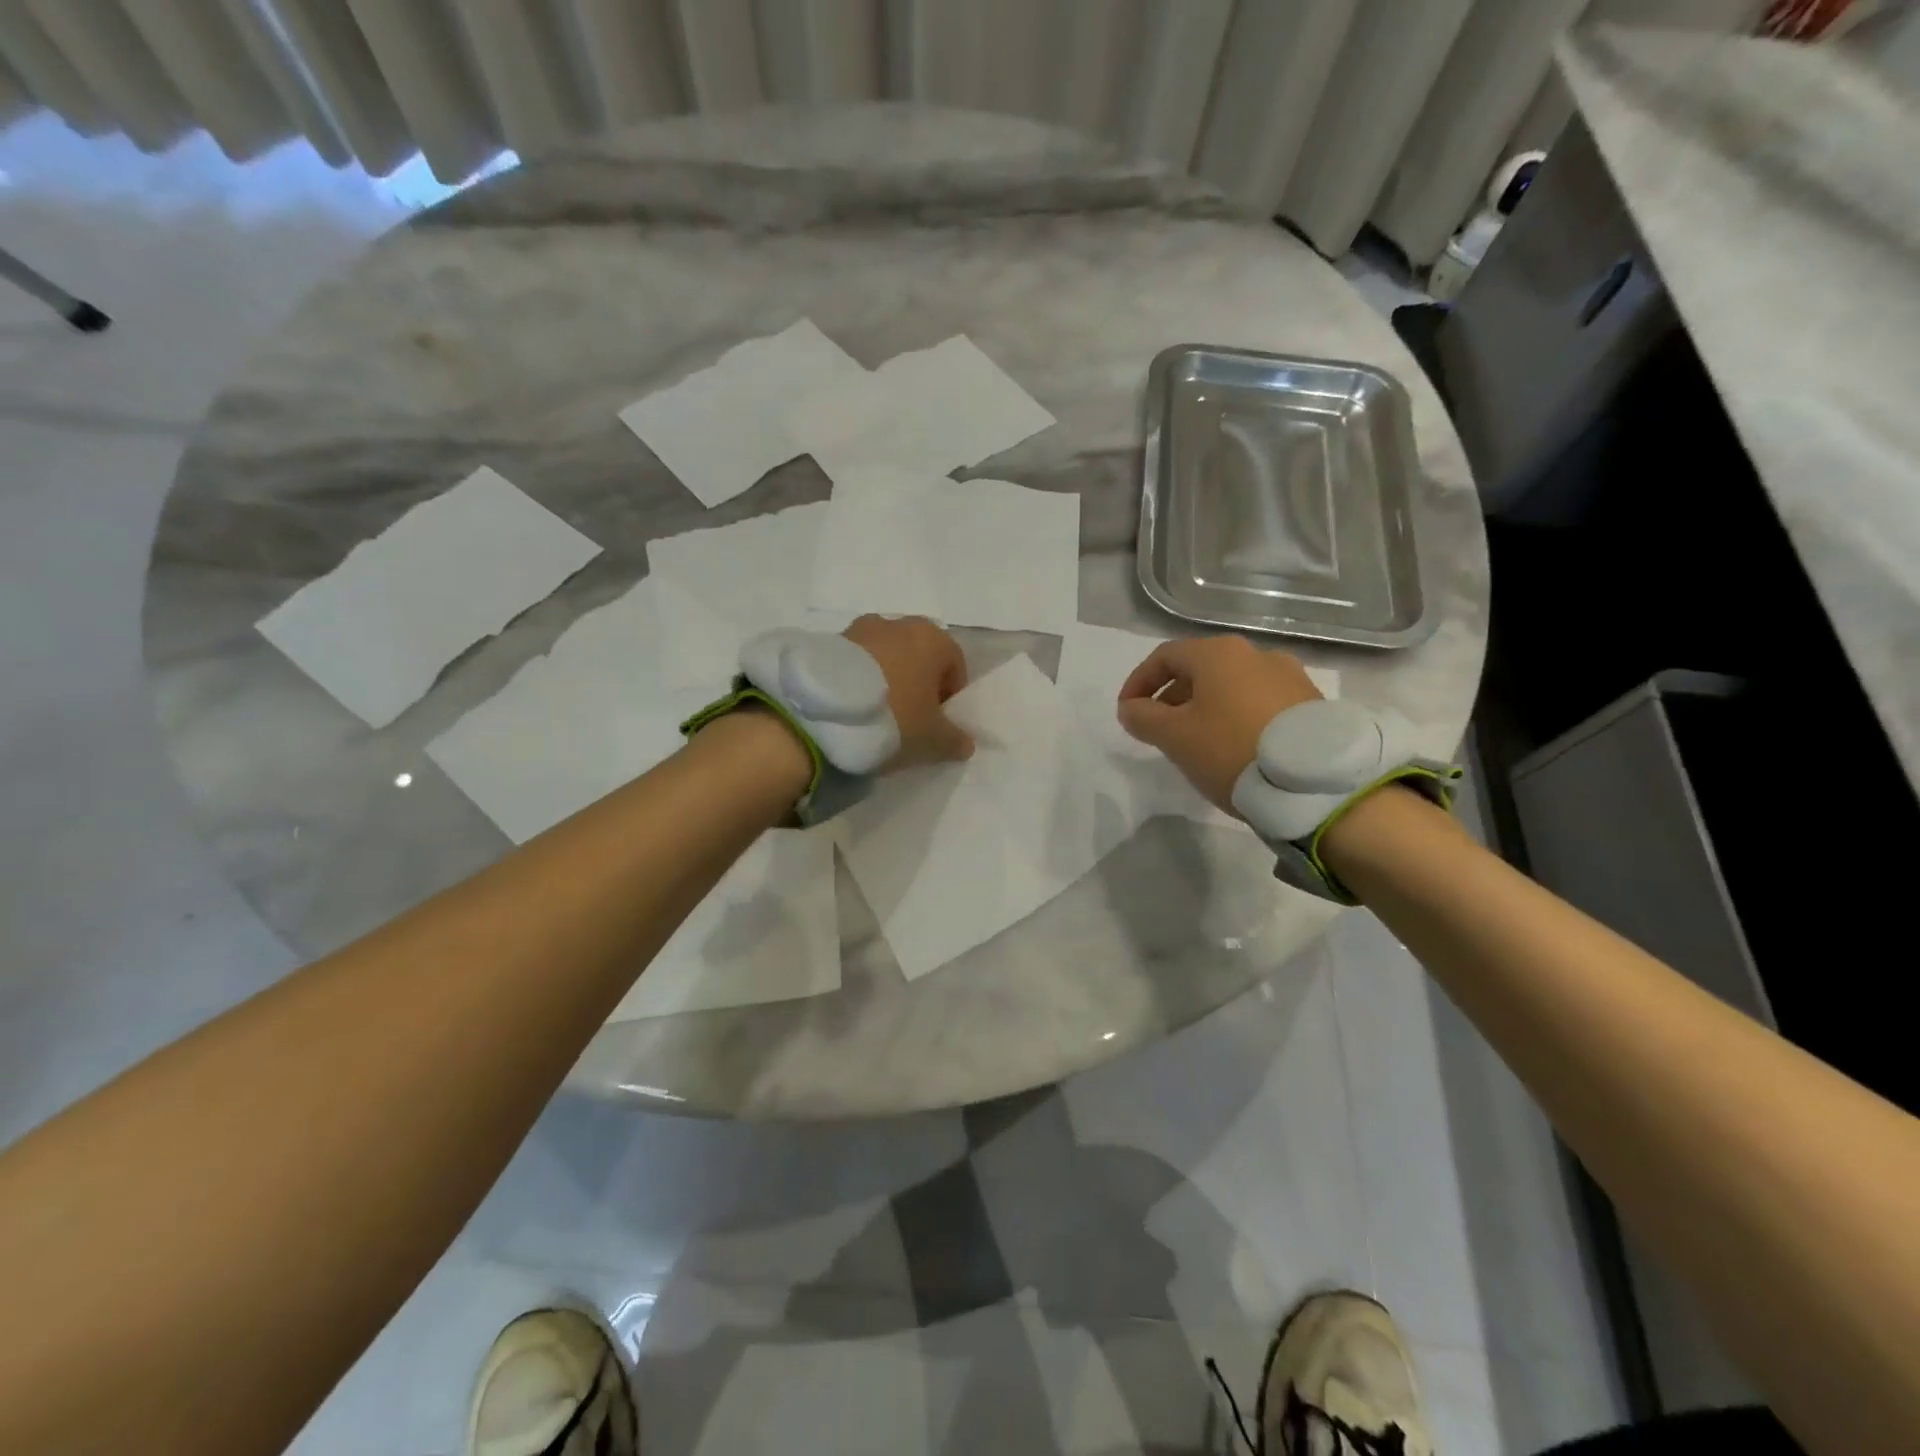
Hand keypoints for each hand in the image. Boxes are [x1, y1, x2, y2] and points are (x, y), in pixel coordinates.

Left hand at [842, 615, 974, 768]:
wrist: (823, 713)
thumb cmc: (894, 717)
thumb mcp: (932, 739)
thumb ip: (955, 740)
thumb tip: (965, 744)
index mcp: (932, 638)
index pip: (954, 665)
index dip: (949, 696)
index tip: (938, 722)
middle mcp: (898, 623)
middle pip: (918, 656)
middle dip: (917, 683)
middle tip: (908, 717)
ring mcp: (860, 629)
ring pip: (885, 656)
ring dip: (886, 679)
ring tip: (876, 713)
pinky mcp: (829, 641)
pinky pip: (856, 662)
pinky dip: (859, 679)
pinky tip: (852, 707)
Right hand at [1117, 635, 1324, 814]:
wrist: (1316, 783)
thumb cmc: (1231, 750)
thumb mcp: (1174, 737)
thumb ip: (1143, 718)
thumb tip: (1130, 708)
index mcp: (1219, 653)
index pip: (1165, 657)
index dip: (1139, 682)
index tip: (1126, 712)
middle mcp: (1256, 654)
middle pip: (1200, 669)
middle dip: (1172, 697)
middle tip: (1158, 730)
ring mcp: (1289, 677)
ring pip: (1230, 686)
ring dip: (1205, 708)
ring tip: (1196, 742)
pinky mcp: (1310, 703)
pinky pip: (1259, 702)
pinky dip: (1235, 717)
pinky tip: (1234, 747)